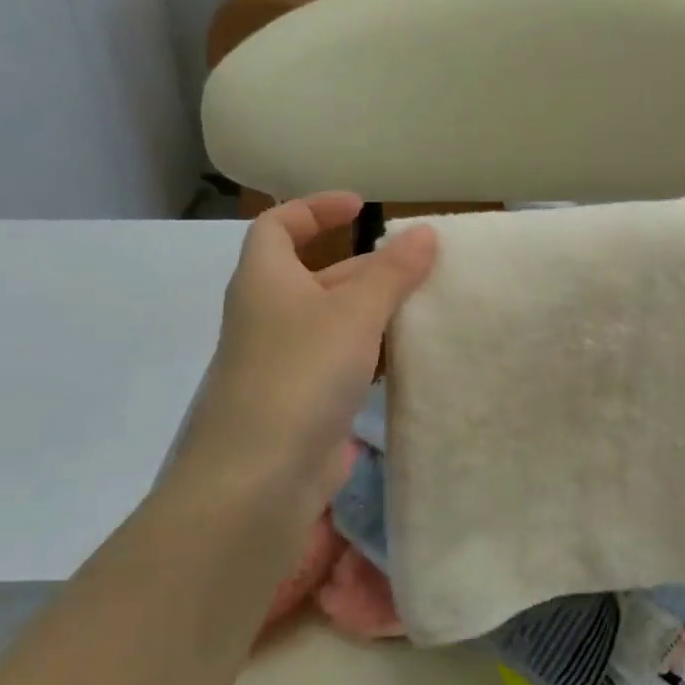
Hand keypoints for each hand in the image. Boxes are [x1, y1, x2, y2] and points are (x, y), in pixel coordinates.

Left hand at [177, 194, 436, 521]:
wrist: (260, 477)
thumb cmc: (301, 373)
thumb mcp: (353, 313)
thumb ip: (392, 272)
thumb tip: (425, 233)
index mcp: (265, 280)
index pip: (278, 225)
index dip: (314, 209)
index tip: (360, 206)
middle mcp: (269, 315)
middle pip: (316, 274)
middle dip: (365, 267)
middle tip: (418, 266)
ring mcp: (284, 361)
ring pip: (333, 322)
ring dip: (374, 312)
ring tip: (425, 307)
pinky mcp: (302, 401)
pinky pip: (340, 362)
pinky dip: (371, 352)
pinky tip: (408, 356)